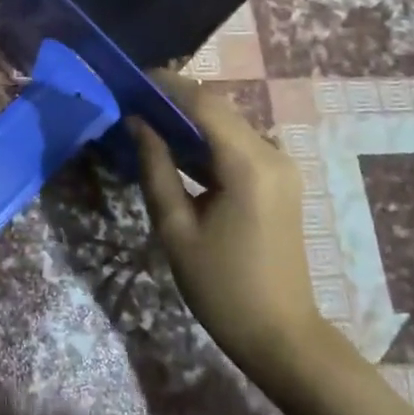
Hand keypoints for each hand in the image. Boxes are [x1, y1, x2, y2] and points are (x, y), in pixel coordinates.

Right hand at [131, 72, 324, 379]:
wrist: (281, 336)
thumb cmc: (223, 288)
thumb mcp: (177, 230)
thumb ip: (156, 169)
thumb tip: (136, 123)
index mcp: (248, 165)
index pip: (205, 103)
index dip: (168, 85)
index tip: (132, 79)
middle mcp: (271, 153)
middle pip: (219, 108)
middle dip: (176, 99)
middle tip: (133, 99)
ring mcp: (280, 166)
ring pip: (229, 124)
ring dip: (191, 118)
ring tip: (147, 119)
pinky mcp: (279, 179)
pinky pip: (239, 145)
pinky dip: (207, 140)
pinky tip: (177, 148)